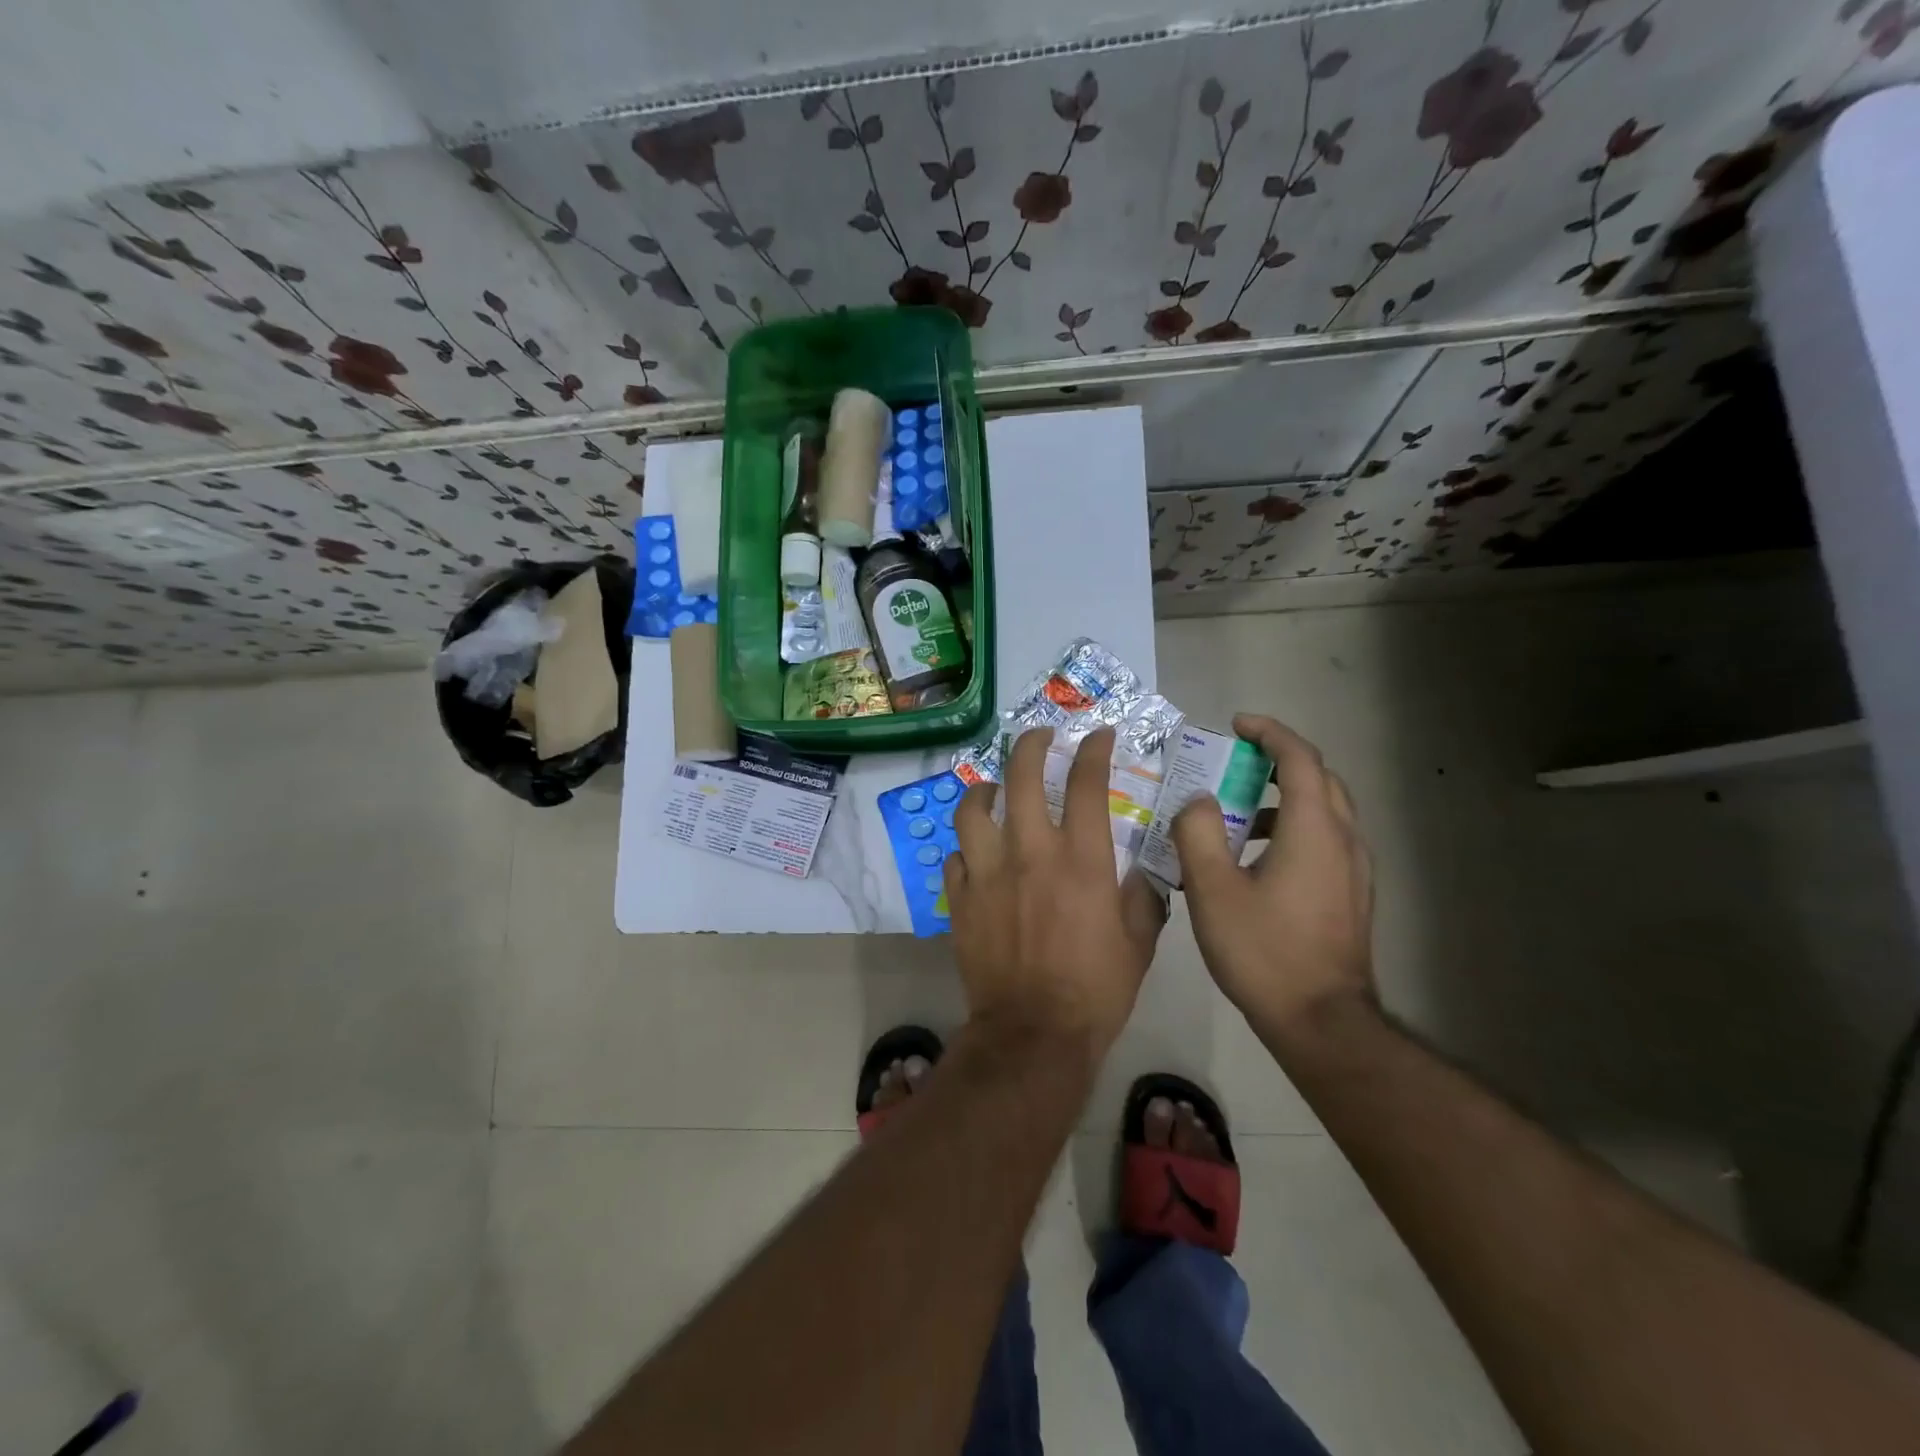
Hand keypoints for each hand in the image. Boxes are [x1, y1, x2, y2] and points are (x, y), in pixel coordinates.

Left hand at [945, 727, 1167, 1057]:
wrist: (1034, 1034)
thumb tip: (1141, 874)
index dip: (1094, 750)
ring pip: (974, 808)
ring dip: (984, 789)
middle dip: (1031, 744)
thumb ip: (1143, 897)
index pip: (1087, 782)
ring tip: (992, 788)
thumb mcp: (1140, 942)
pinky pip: (956, 856)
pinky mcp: (960, 898)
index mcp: (1082, 859)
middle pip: (1021, 776)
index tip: (1099, 736)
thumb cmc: (1096, 989)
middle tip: (1039, 736)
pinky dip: (967, 847)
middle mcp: (1031, 852)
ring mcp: (988, 872)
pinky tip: (976, 853)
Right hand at [1172, 715, 1375, 1041]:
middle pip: (1320, 778)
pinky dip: (1295, 828)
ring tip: (1240, 814)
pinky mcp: (1353, 895)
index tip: (1236, 725)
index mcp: (1314, 830)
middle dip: (1279, 760)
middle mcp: (1344, 840)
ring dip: (1285, 797)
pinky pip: (1326, 840)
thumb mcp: (1213, 889)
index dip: (1269, 733)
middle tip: (1236, 763)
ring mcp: (1355, 870)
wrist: (1321, 1022)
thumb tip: (1198, 800)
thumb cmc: (1264, 951)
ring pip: (1325, 811)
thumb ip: (1199, 833)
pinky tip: (1259, 859)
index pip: (1300, 759)